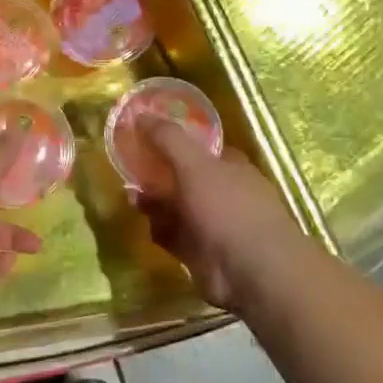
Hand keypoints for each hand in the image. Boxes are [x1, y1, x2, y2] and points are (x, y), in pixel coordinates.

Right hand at [131, 118, 305, 314]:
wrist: (251, 270)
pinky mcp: (202, 254)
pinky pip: (175, 237)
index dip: (176, 142)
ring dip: (155, 204)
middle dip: (159, 175)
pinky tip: (145, 225)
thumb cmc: (227, 207)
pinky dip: (160, 231)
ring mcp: (214, 225)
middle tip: (130, 170)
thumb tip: (141, 113)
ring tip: (131, 197)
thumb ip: (167, 139)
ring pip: (177, 209)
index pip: (202, 149)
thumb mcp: (194, 164)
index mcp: (231, 167)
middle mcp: (225, 193)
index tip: (147, 139)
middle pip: (185, 179)